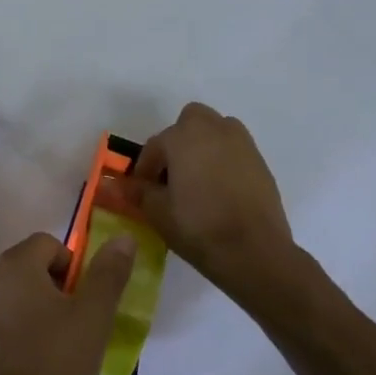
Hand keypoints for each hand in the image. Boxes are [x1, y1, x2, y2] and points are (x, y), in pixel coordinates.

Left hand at [0, 232, 135, 374]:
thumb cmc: (55, 363)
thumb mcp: (93, 316)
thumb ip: (108, 273)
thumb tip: (123, 238)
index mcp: (14, 265)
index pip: (49, 244)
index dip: (73, 269)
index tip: (83, 304)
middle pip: (31, 266)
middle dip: (56, 289)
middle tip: (74, 326)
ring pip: (16, 294)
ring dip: (37, 309)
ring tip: (56, 347)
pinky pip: (1, 319)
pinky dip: (18, 330)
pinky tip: (33, 362)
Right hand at [119, 102, 299, 296]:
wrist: (254, 252)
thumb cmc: (198, 226)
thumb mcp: (157, 212)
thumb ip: (137, 192)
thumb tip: (114, 184)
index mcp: (184, 136)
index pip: (155, 145)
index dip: (144, 168)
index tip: (141, 190)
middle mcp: (214, 130)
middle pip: (190, 122)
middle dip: (178, 142)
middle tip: (171, 174)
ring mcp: (242, 144)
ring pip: (216, 132)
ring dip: (203, 147)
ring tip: (196, 180)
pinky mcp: (261, 163)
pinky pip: (234, 152)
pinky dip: (224, 162)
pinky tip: (219, 192)